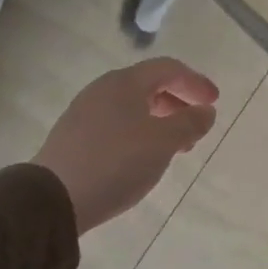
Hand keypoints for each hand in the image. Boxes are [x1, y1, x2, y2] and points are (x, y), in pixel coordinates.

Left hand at [35, 58, 218, 232]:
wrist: (52, 199)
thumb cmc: (117, 162)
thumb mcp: (164, 142)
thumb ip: (190, 123)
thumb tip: (205, 111)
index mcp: (125, 82)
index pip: (168, 69)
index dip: (195, 82)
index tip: (214, 102)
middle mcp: (103, 90)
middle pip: (149, 86)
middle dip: (178, 103)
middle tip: (196, 127)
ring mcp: (84, 113)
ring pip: (132, 107)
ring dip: (160, 121)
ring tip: (174, 147)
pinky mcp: (73, 137)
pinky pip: (116, 124)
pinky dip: (139, 133)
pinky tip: (143, 157)